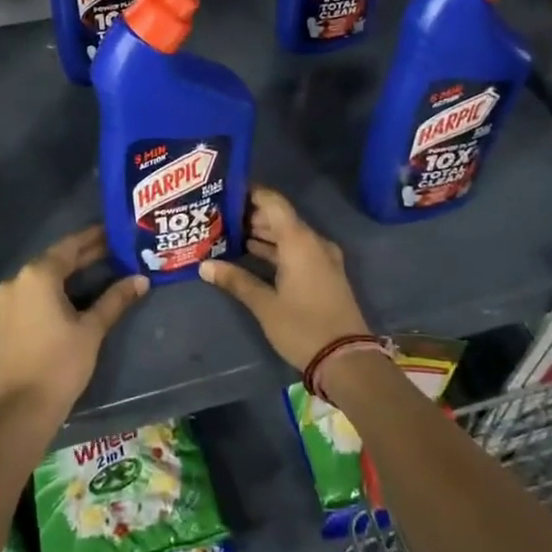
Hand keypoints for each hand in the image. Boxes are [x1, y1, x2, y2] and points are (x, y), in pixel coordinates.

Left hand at [0, 226, 147, 422]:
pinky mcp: (4, 320)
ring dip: (70, 273)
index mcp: (37, 275)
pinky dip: (55, 289)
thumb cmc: (60, 364)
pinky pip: (33, 293)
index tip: (116, 231)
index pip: (70, 246)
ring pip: (44, 277)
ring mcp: (6, 301)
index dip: (95, 237)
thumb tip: (141, 279)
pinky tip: (75, 294)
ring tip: (102, 269)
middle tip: (116, 250)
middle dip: (85, 255)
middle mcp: (17, 280)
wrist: (21, 410)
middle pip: (56, 260)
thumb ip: (115, 299)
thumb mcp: (92, 329)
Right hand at [199, 187, 368, 372]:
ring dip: (262, 233)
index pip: (273, 202)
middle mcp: (313, 242)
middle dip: (250, 215)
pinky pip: (296, 250)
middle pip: (280, 217)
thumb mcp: (265, 305)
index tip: (224, 192)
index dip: (250, 193)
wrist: (347, 360)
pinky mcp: (324, 274)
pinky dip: (275, 249)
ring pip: (288, 235)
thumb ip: (236, 280)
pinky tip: (251, 255)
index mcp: (299, 241)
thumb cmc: (303, 327)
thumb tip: (204, 265)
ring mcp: (322, 258)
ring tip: (228, 233)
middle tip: (218, 216)